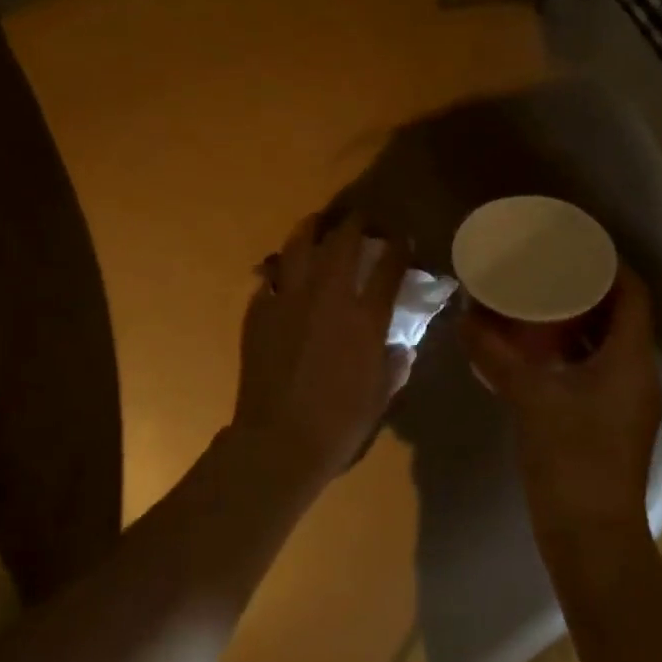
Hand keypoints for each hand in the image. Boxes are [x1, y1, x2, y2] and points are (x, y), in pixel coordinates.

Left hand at [232, 214, 412, 486]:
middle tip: (362, 219)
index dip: (399, 247)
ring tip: (319, 224)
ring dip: (313, 228)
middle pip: (344, 242)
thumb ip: (394, 364)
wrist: (279, 441)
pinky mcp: (260, 311)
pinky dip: (282, 269)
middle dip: (357, 223)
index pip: (389, 266)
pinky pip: (272, 277)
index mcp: (365, 317)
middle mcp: (329, 296)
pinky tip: (286, 272)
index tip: (402, 239)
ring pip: (300, 246)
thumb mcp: (381, 395)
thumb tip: (399, 346)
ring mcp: (289, 300)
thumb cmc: (339, 424)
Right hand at [463, 265, 661, 543]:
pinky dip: (573, 355)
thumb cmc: (571, 458)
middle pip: (622, 317)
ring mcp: (628, 402)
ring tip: (539, 308)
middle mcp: (639, 374)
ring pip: (609, 346)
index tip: (574, 248)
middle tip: (547, 274)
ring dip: (579, 324)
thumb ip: (496, 355)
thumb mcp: (529, 398)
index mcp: (631, 360)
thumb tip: (466, 319)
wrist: (591, 537)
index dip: (610, 265)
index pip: (634, 294)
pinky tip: (538, 356)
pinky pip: (598, 372)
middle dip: (588, 292)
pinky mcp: (613, 423)